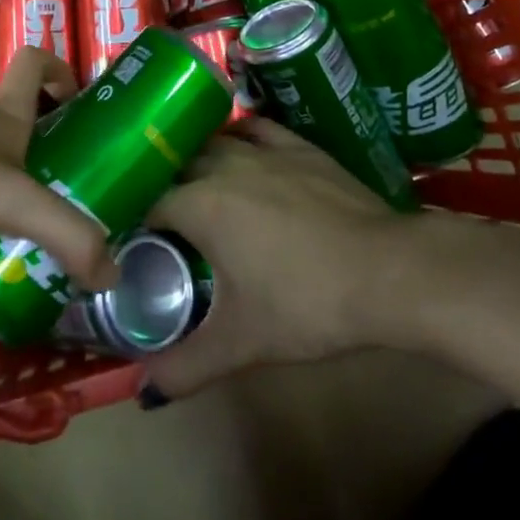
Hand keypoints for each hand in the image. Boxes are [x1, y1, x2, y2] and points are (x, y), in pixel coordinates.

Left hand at [0, 47, 117, 291]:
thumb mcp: (15, 201)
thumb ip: (67, 234)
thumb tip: (113, 275)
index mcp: (4, 116)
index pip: (33, 63)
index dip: (59, 71)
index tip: (80, 103)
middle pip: (18, 120)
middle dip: (46, 147)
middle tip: (73, 192)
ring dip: (11, 187)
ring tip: (35, 235)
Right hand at [142, 118, 412, 398]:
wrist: (387, 272)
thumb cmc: (306, 304)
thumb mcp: (241, 343)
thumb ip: (186, 367)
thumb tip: (146, 391)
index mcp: (199, 205)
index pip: (147, 203)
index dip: (134, 221)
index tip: (132, 240)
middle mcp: (223, 166)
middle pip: (176, 165)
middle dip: (161, 187)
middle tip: (160, 218)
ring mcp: (264, 151)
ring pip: (213, 142)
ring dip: (195, 158)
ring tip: (191, 181)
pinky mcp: (299, 147)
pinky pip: (256, 129)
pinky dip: (238, 135)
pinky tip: (238, 147)